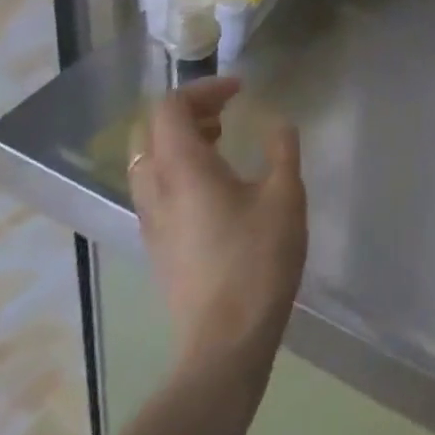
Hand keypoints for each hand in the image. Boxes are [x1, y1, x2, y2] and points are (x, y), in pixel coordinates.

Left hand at [128, 79, 307, 374]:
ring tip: (220, 143)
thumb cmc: (256, 262)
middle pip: (152, 128)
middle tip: (226, 113)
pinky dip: (177, 168)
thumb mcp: (285, 197)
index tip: (239, 91)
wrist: (223, 345)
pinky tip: (214, 187)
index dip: (204, 89)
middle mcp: (156, 186)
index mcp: (182, 166)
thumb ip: (282, 151)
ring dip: (180, 140)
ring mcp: (150, 219)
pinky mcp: (155, 245)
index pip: (171, 106)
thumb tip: (278, 124)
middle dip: (188, 111)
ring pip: (150, 159)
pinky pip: (155, 187)